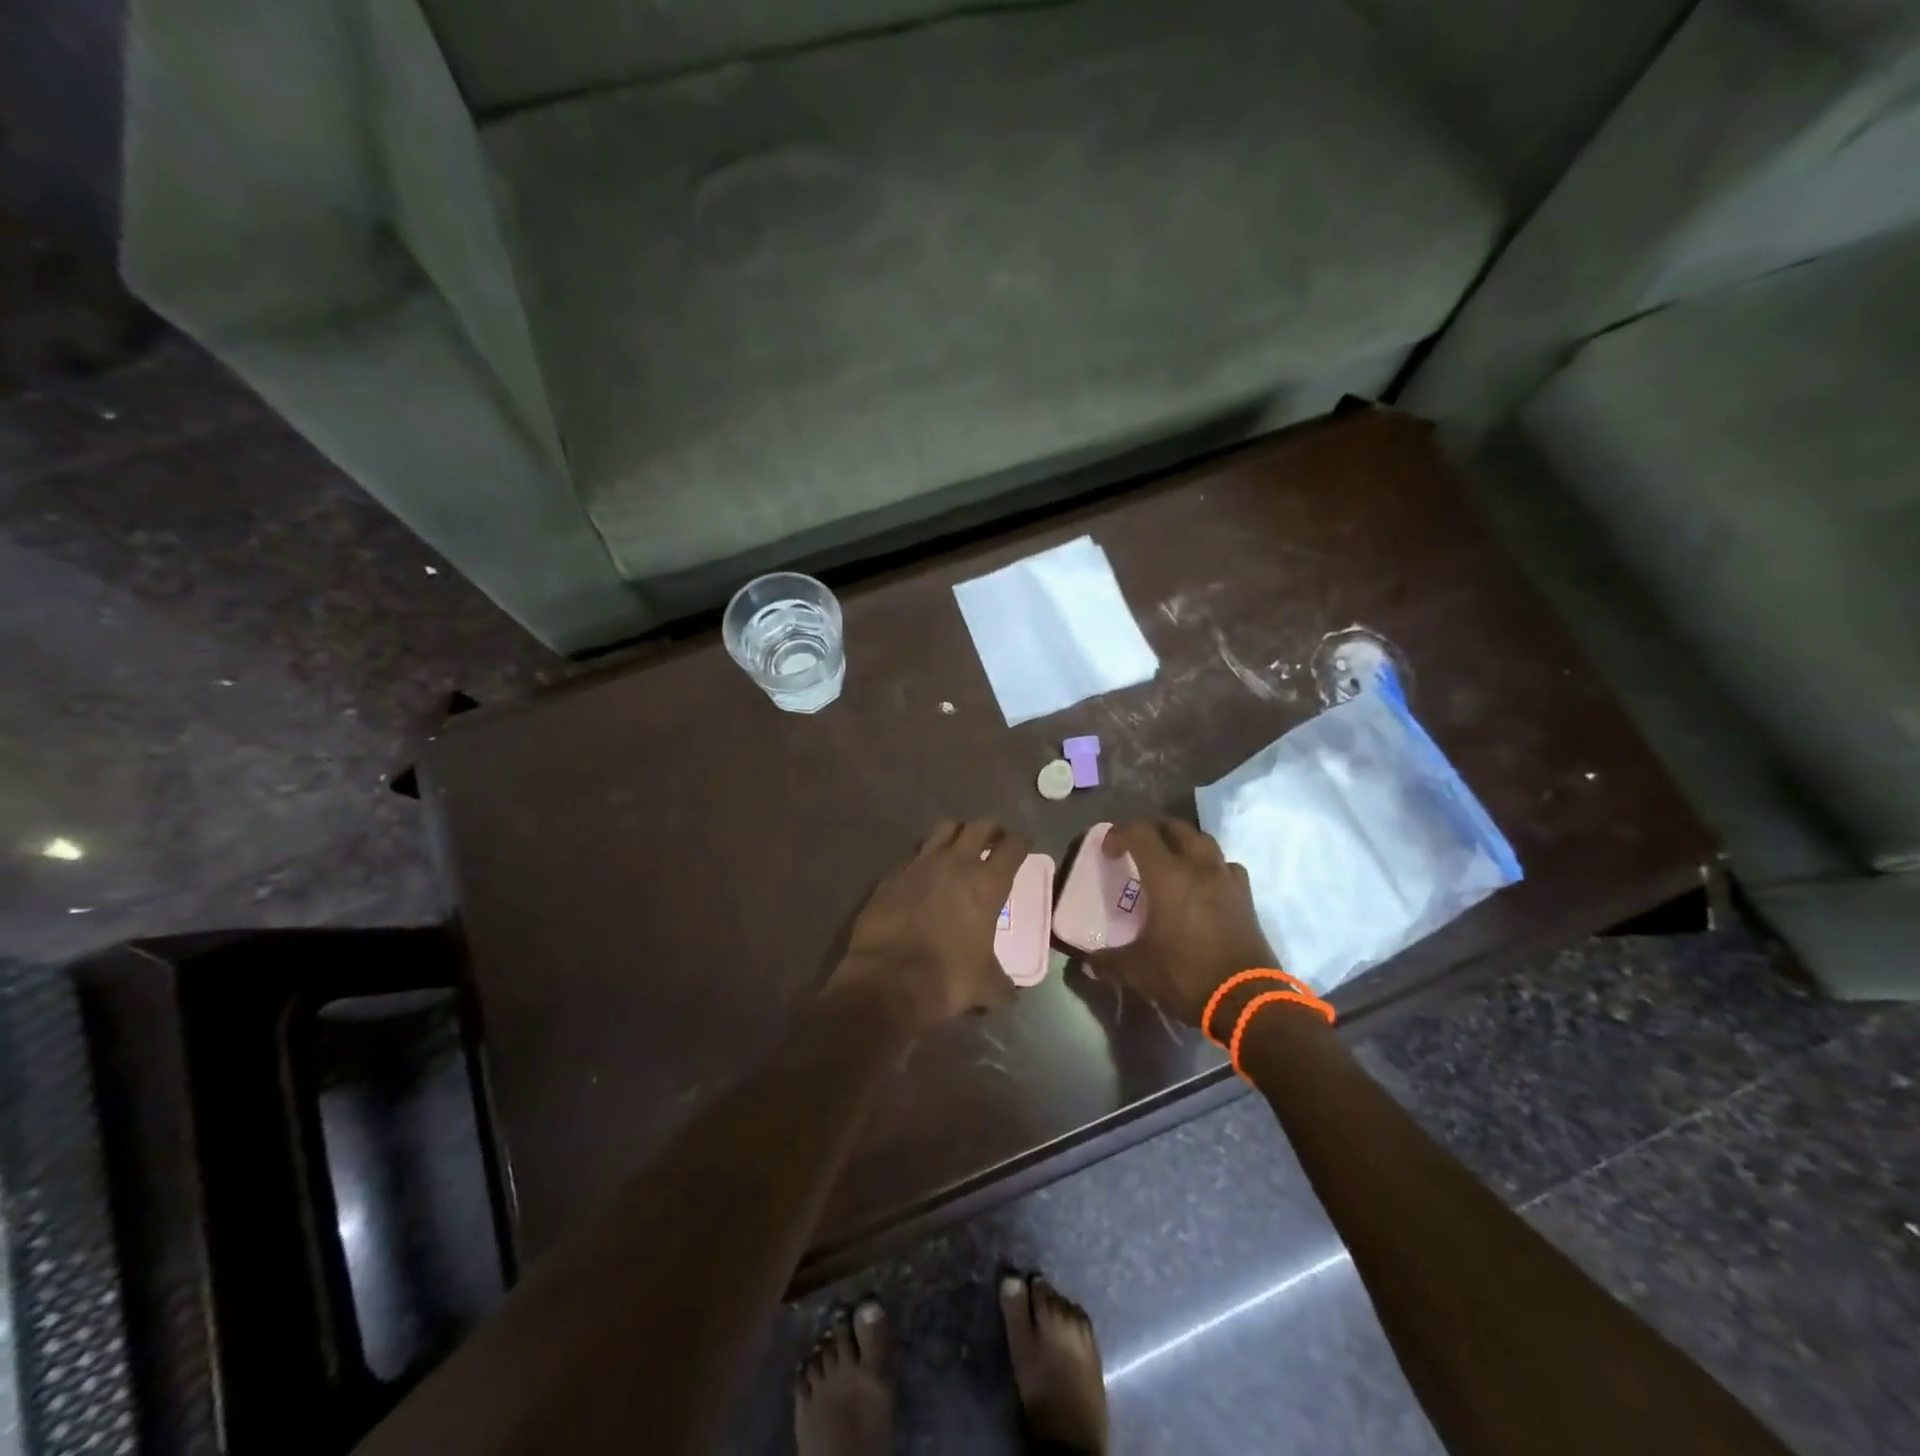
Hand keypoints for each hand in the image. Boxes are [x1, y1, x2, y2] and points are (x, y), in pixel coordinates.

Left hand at [830, 819, 1033, 1031]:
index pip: (1013, 847)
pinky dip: (922, 860)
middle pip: (980, 827)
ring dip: (956, 834)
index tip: (1024, 843)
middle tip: (995, 839)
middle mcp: (956, 863)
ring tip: (959, 847)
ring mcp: (920, 864)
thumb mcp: (986, 986)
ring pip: (944, 830)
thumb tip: (1011, 994)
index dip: (1022, 842)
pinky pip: (913, 856)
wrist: (888, 979)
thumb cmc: (948, 978)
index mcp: (987, 883)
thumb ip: (1002, 984)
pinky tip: (922, 874)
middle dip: (991, 830)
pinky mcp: (892, 875)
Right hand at [1084, 818, 1277, 1029]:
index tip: (1109, 852)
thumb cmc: (1186, 975)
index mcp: (1167, 875)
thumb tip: (1087, 964)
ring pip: (1203, 840)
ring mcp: (1226, 878)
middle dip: (1151, 830)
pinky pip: (1226, 865)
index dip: (1119, 834)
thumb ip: (1108, 961)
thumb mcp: (1138, 970)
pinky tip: (1203, 884)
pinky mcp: (1245, 896)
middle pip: (1174, 826)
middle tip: (1136, 848)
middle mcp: (1198, 866)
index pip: (1139, 832)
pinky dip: (1210, 865)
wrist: (1246, 999)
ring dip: (1182, 842)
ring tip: (1169, 861)